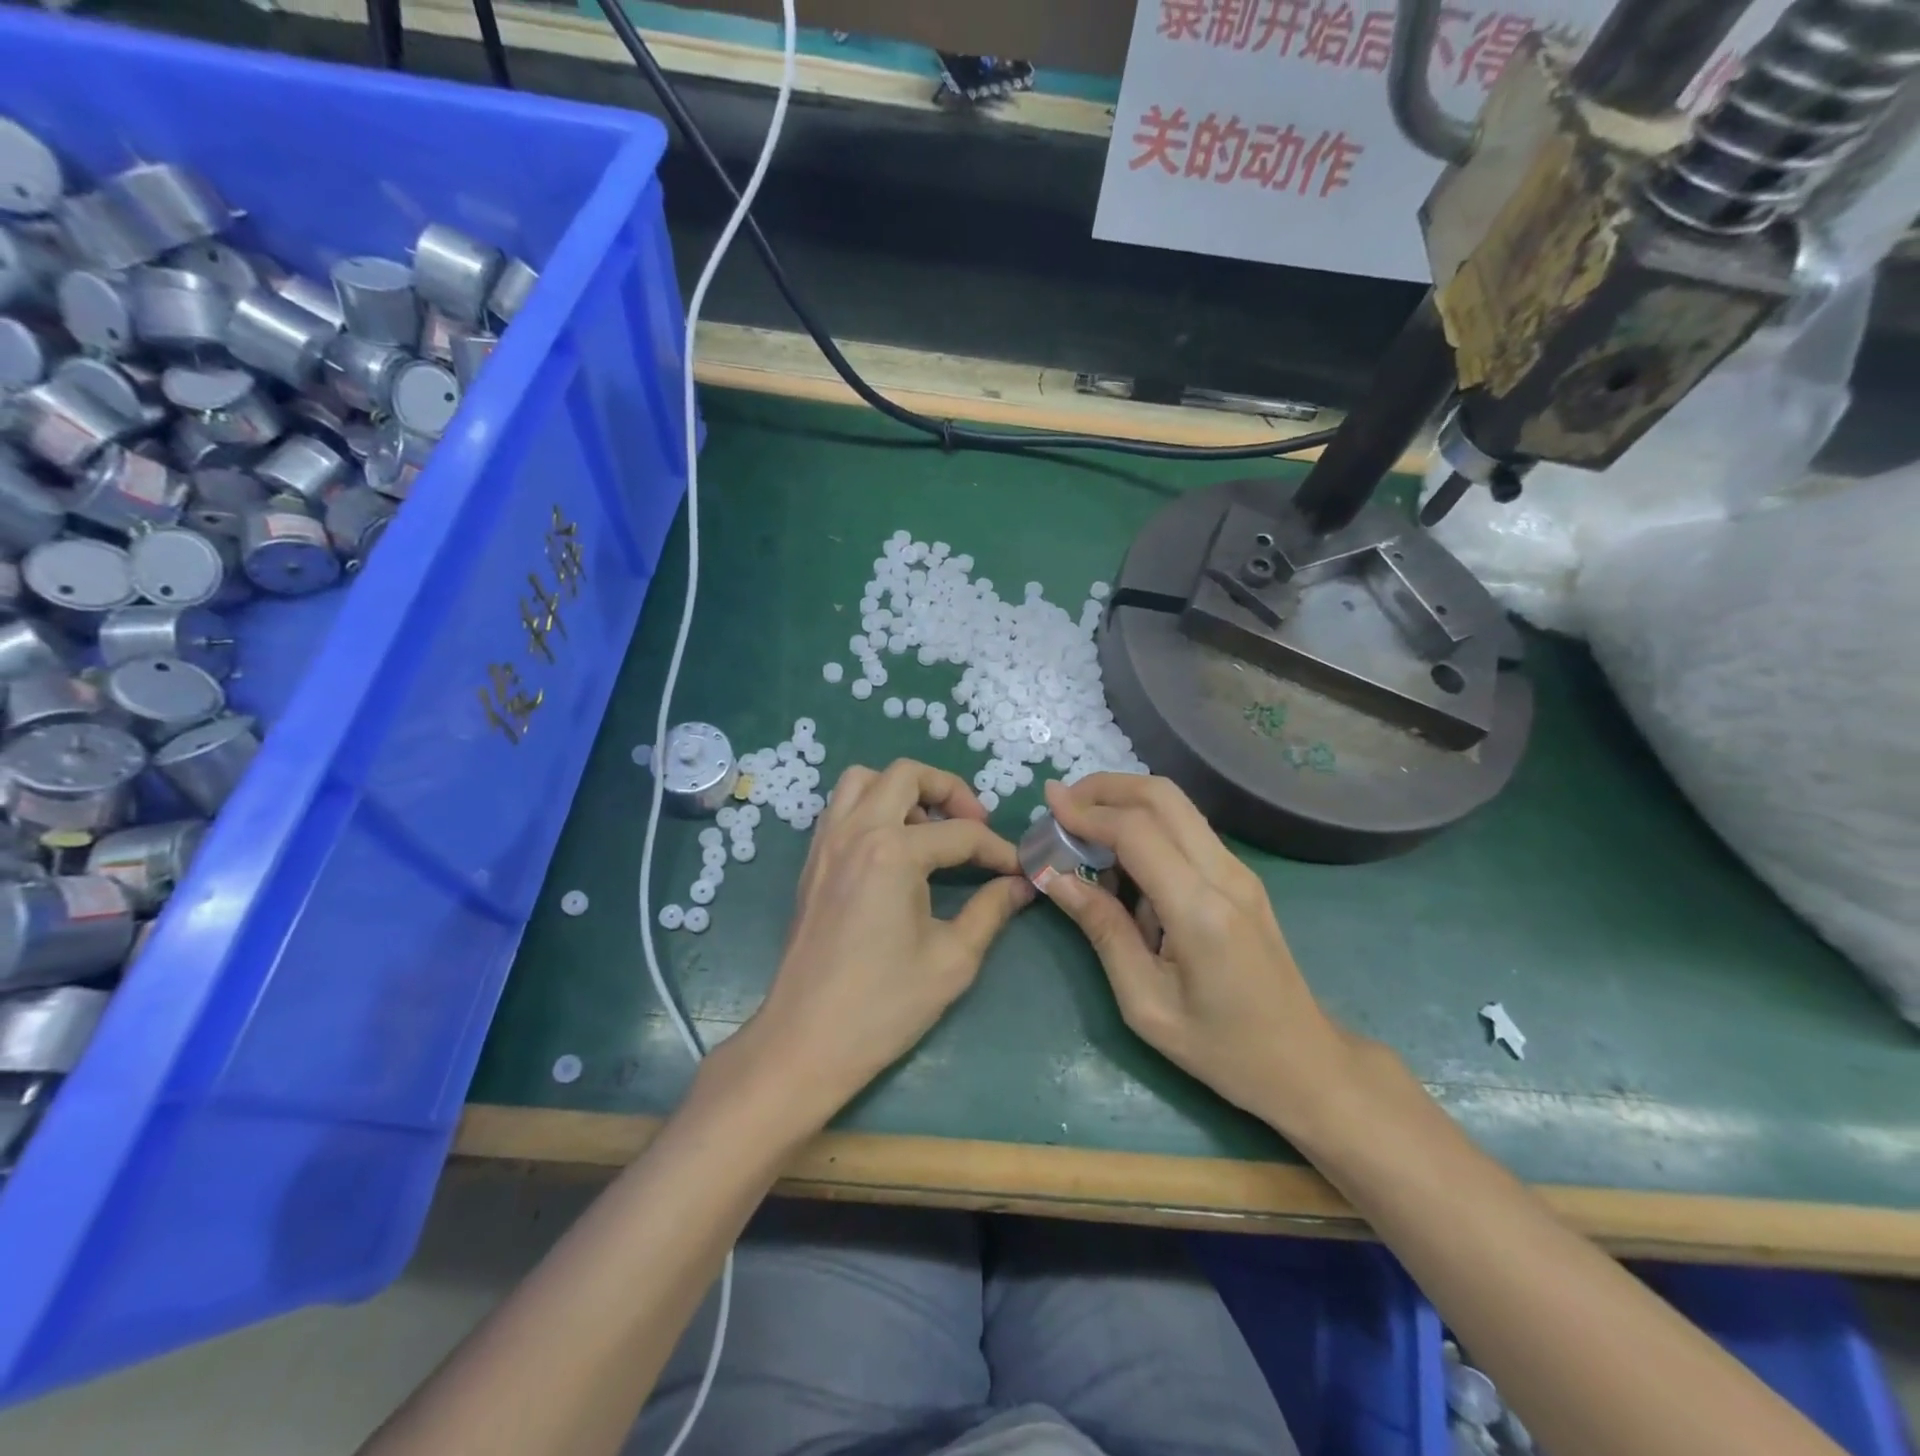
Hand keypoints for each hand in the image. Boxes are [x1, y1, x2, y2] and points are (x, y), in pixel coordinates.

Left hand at [747, 758, 1033, 1118]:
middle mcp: (856, 831)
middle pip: (907, 774)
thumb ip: (991, 911)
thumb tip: (1020, 885)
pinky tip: (892, 848)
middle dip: (949, 791)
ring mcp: (827, 843)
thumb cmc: (883, 1005)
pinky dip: (870, 807)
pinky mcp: (812, 861)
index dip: (998, 850)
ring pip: (864, 780)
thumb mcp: (952, 960)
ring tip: (928, 831)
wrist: (806, 1041)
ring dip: (902, 791)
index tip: (1019, 870)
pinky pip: (841, 807)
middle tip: (973, 827)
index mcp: (893, 851)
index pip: (960, 834)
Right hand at [1039, 774, 1354, 1134]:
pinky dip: (1146, 824)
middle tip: (1063, 804)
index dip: (1087, 812)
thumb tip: (1055, 878)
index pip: (1136, 831)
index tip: (1048, 806)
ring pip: (1177, 805)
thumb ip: (1103, 931)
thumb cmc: (1221, 1048)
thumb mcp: (1146, 1003)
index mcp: (1200, 911)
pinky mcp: (1240, 877)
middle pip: (1162, 795)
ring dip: (1125, 801)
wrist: (1305, 1063)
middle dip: (1105, 787)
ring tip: (1082, 827)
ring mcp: (1238, 871)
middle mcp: (1224, 875)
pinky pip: (1186, 830)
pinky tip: (1120, 858)